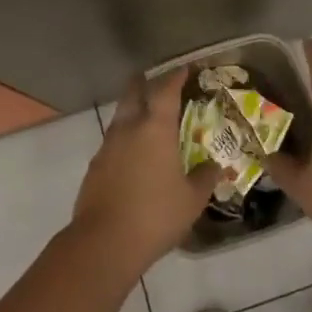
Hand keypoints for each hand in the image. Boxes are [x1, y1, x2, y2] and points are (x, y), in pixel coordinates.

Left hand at [71, 68, 220, 278]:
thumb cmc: (156, 215)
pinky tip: (134, 154)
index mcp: (155, 128)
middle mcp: (129, 128)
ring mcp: (108, 146)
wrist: (104, 242)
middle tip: (159, 84)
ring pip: (121, 115)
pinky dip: (125, 137)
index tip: (185, 69)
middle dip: (145, 83)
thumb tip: (215, 166)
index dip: (176, 76)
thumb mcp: (192, 200)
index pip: (166, 90)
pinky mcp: (95, 165)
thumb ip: (205, 178)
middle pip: (134, 92)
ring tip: (149, 120)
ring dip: (134, 110)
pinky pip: (113, 140)